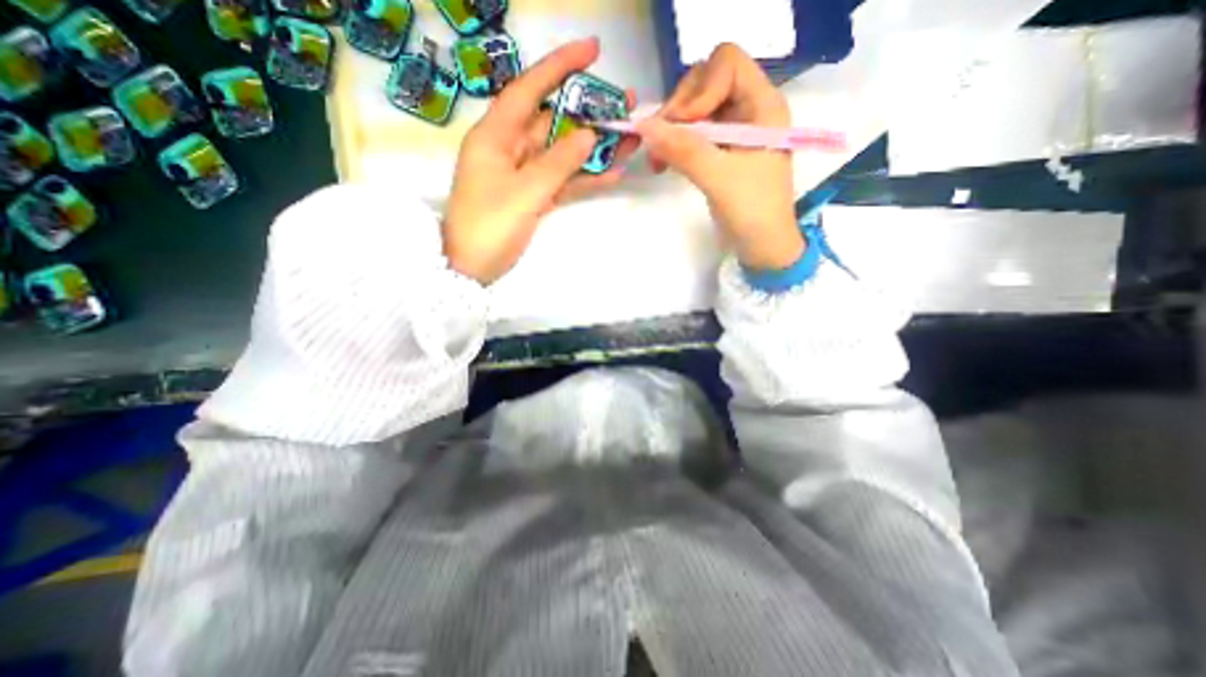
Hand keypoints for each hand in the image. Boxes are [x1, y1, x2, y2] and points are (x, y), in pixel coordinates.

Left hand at [443, 37, 640, 283]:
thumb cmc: (489, 227)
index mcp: (496, 137)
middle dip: (588, 113)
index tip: (592, 51)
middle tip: (624, 105)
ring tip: (629, 139)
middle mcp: (510, 149)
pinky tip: (612, 173)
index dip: (560, 68)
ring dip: (594, 149)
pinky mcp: (534, 197)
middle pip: (553, 123)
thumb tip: (589, 135)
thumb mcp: (524, 193)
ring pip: (562, 154)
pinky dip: (584, 178)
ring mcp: (524, 175)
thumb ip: (558, 163)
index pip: (529, 90)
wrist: (472, 268)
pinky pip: (562, 181)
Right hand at [639, 42, 797, 272]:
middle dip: (678, 110)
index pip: (726, 64)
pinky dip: (675, 144)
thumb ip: (683, 150)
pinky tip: (664, 163)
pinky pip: (692, 133)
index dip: (699, 89)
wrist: (762, 247)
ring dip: (671, 130)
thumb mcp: (719, 178)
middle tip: (660, 143)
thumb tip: (644, 126)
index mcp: (763, 105)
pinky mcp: (720, 151)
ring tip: (658, 159)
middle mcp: (749, 110)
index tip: (683, 126)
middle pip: (705, 83)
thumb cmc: (752, 211)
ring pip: (694, 110)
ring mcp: (733, 131)